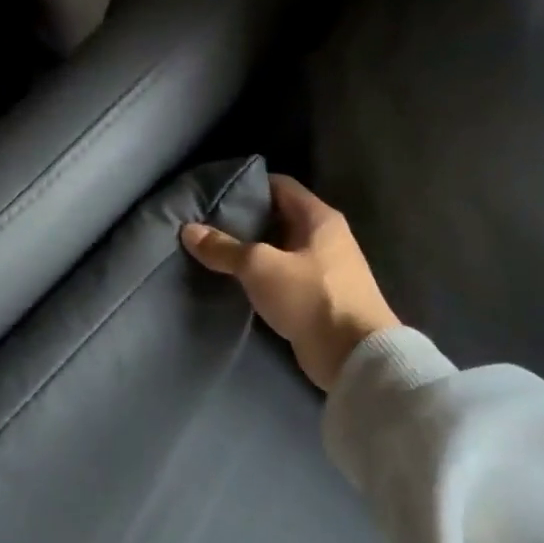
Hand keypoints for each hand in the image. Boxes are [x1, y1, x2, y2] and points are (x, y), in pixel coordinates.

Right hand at [181, 174, 398, 391]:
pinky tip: (236, 282)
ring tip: (214, 253)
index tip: (213, 194)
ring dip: (251, 252)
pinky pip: (284, 277)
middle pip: (278, 217)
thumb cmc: (311, 297)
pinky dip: (262, 277)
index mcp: (319, 218)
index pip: (279, 185)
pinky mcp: (319, 298)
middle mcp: (326, 237)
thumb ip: (224, 248)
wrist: (354, 356)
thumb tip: (188, 229)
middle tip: (206, 225)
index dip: (247, 185)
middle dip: (244, 220)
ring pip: (280, 249)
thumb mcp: (260, 267)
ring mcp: (324, 269)